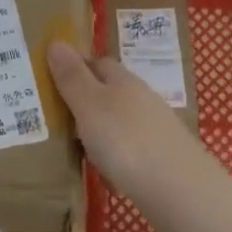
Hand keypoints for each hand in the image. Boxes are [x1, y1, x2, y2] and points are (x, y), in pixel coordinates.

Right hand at [47, 41, 210, 197]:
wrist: (180, 190)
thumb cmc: (126, 140)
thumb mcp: (89, 105)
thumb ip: (72, 76)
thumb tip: (56, 42)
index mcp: (123, 80)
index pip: (97, 62)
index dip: (75, 67)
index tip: (51, 80)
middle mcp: (142, 98)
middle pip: (109, 92)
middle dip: (86, 101)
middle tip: (56, 118)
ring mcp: (156, 128)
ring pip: (120, 122)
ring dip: (100, 131)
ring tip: (77, 149)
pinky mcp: (163, 157)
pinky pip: (131, 150)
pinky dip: (116, 157)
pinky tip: (107, 174)